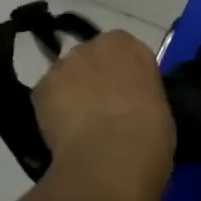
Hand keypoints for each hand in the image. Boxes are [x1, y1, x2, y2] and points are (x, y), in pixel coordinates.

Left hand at [34, 30, 175, 199]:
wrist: (113, 155)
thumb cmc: (149, 133)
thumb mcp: (158, 105)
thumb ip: (140, 94)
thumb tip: (131, 105)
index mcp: (130, 45)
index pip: (125, 51)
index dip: (124, 75)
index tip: (127, 97)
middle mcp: (95, 45)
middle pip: (92, 58)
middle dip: (95, 79)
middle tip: (102, 111)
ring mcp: (65, 64)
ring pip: (67, 75)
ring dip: (71, 92)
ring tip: (79, 127)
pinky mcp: (42, 87)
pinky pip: (48, 96)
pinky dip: (52, 111)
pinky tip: (63, 135)